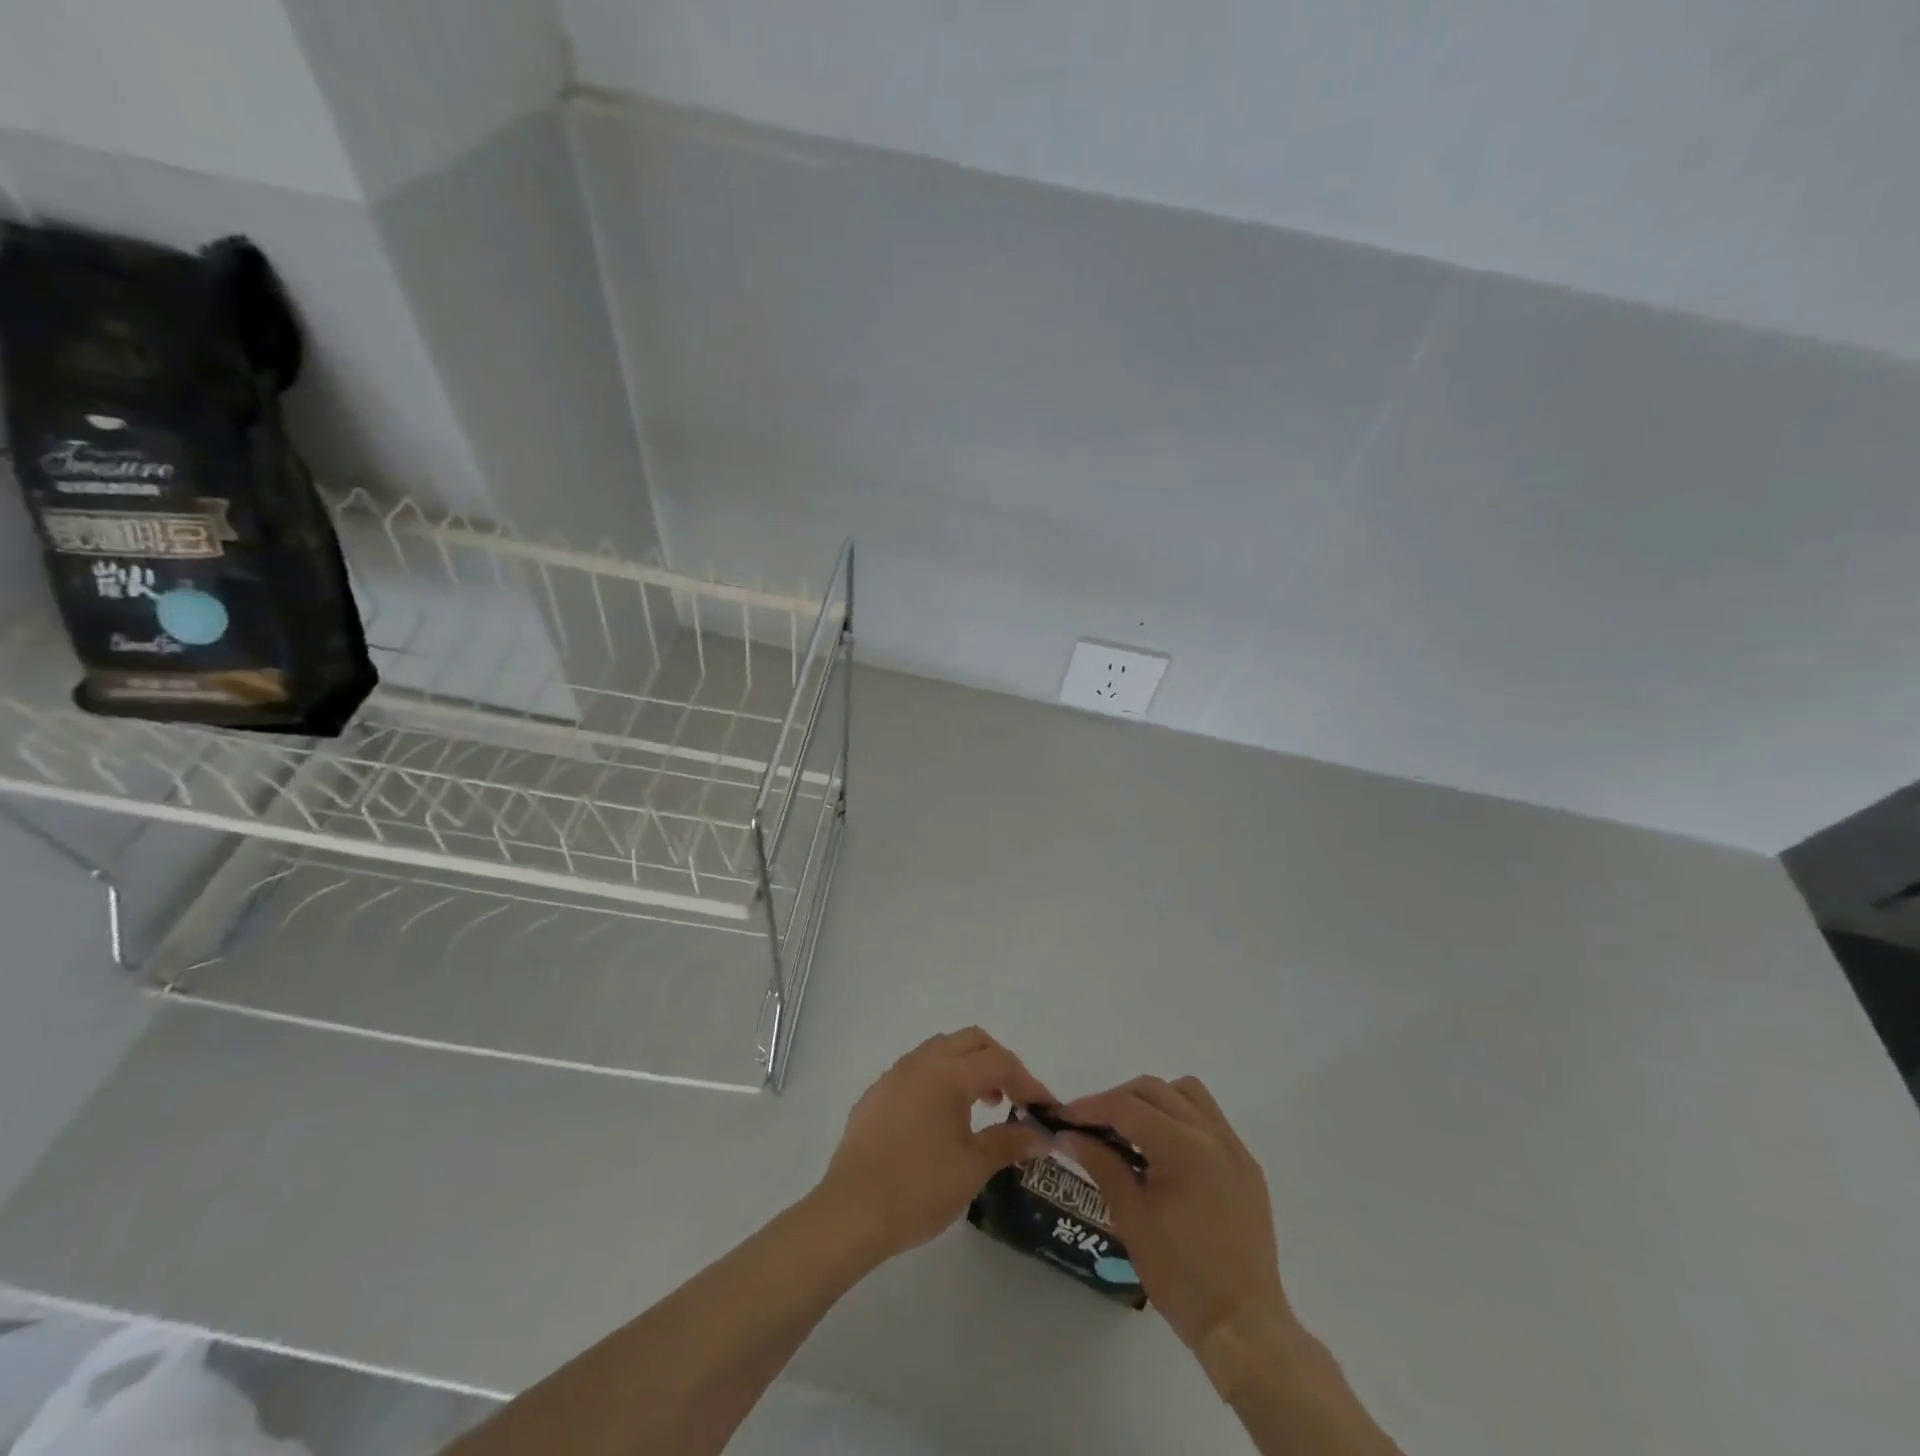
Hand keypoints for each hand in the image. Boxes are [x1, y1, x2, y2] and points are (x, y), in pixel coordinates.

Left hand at [815, 1027, 1053, 1263]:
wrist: (851, 1213)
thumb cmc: (919, 1189)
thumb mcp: (973, 1168)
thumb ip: (1009, 1142)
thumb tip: (1041, 1134)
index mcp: (948, 1074)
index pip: (999, 1061)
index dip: (1028, 1082)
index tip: (1043, 1109)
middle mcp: (921, 1062)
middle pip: (971, 1041)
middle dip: (998, 1062)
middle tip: (1012, 1098)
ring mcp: (894, 1075)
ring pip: (940, 1050)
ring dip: (967, 1067)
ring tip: (979, 1107)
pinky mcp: (875, 1094)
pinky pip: (916, 1070)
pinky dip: (939, 1080)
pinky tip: (939, 1120)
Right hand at [1061, 1076, 1292, 1356]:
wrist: (1244, 1326)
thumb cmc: (1181, 1276)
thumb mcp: (1131, 1218)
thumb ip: (1101, 1164)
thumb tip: (1069, 1135)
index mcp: (1182, 1147)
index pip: (1126, 1107)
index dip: (1090, 1108)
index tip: (1063, 1117)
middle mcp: (1211, 1134)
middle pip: (1154, 1090)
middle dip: (1117, 1100)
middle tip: (1091, 1125)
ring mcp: (1234, 1146)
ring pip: (1186, 1092)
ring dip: (1154, 1100)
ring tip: (1132, 1130)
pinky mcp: (1246, 1164)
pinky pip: (1209, 1118)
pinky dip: (1181, 1117)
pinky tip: (1166, 1149)